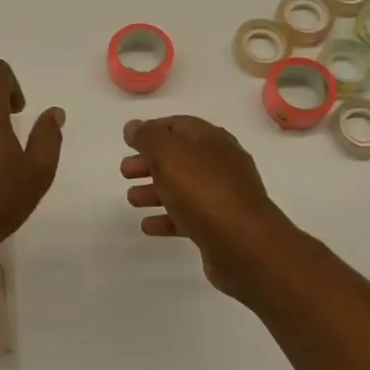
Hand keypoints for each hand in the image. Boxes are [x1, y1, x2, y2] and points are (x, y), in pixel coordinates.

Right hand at [121, 115, 300, 299]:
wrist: (244, 244)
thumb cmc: (203, 191)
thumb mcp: (168, 154)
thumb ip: (147, 137)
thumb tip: (133, 126)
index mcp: (211, 139)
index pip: (178, 125)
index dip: (152, 130)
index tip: (128, 141)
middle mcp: (220, 163)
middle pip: (179, 157)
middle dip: (150, 162)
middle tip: (125, 172)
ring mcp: (223, 196)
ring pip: (183, 187)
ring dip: (155, 190)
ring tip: (131, 199)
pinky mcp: (221, 226)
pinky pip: (188, 216)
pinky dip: (167, 218)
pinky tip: (148, 226)